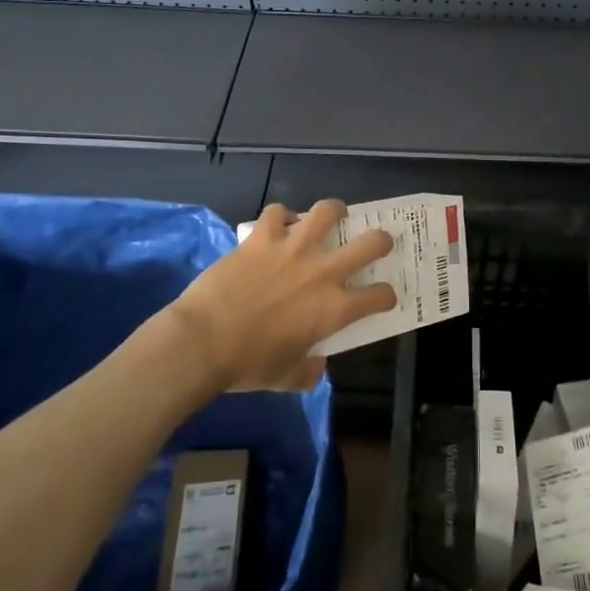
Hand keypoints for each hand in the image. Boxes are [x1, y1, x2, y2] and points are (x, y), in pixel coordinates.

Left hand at [167, 201, 396, 392]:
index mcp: (334, 309)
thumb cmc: (247, 365)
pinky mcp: (262, 238)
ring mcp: (292, 249)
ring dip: (335, 212)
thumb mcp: (286, 378)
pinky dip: (282, 215)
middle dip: (381, 240)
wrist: (202, 342)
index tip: (382, 297)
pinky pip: (277, 212)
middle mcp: (322, 272)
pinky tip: (280, 223)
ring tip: (334, 215)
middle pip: (371, 243)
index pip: (379, 296)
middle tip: (376, 242)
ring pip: (326, 212)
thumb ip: (309, 370)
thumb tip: (317, 364)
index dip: (386, 296)